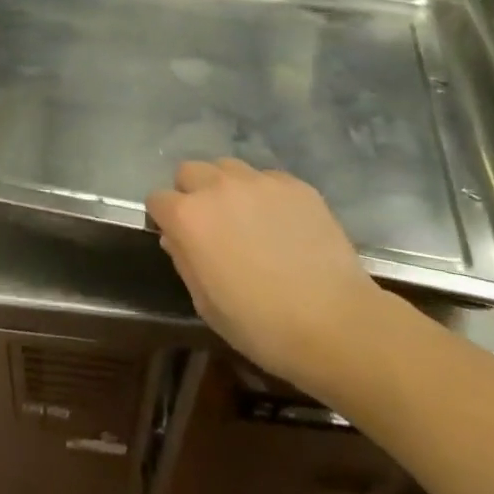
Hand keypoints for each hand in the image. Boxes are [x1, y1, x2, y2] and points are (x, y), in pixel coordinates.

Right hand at [147, 158, 394, 393]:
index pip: (157, 199)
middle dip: (191, 193)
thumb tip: (176, 238)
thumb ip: (184, 261)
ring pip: (227, 168)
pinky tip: (282, 225)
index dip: (164, 218)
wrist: (336, 322)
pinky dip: (265, 195)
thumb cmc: (261, 325)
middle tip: (211, 226)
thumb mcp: (206, 304)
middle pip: (189, 171)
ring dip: (226, 187)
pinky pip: (266, 179)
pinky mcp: (295, 184)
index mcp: (189, 217)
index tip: (177, 237)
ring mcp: (259, 181)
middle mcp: (218, 187)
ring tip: (247, 218)